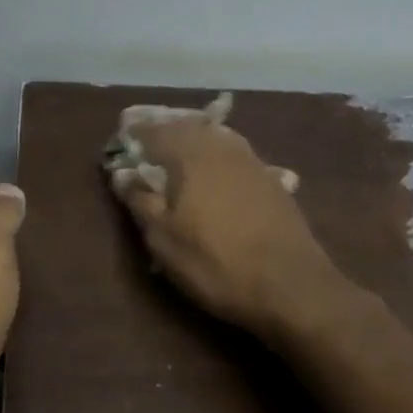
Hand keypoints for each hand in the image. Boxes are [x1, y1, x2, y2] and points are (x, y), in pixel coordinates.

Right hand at [108, 113, 338, 336]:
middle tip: (147, 139)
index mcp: (192, 155)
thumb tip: (121, 173)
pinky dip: (220, 157)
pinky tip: (219, 171)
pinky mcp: (274, 182)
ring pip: (217, 138)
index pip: (155, 131)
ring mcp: (254, 163)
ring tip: (179, 151)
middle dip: (166, 129)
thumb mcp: (164, 240)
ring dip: (195, 138)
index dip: (135, 134)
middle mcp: (223, 148)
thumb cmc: (216, 263)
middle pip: (189, 126)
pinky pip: (238, 156)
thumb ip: (141, 201)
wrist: (291, 286)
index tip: (120, 141)